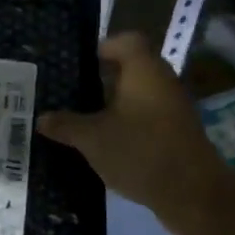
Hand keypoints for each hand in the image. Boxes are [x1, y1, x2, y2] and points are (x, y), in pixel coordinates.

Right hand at [37, 32, 230, 227]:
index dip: (102, 47)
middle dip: (101, 80)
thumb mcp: (92, 139)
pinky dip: (127, 125)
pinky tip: (106, 144)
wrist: (193, 193)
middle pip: (131, 69)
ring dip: (113, 105)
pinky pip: (147, 118)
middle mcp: (162, 82)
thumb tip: (41, 118)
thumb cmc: (140, 151)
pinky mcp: (177, 133)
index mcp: (144, 70)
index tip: (79, 65)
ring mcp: (174, 108)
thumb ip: (65, 125)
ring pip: (138, 96)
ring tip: (83, 120)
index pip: (125, 41)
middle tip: (70, 93)